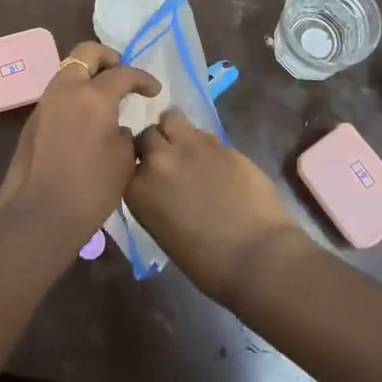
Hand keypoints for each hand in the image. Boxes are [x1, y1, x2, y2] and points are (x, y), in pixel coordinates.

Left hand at [0, 42, 160, 249]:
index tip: (154, 91)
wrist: (40, 214)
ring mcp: (46, 102)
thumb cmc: (91, 189)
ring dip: (88, 75)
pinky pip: (58, 93)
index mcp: (94, 95)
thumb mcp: (124, 160)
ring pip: (69, 71)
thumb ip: (125, 133)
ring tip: (106, 97)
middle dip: (109, 58)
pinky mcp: (33, 119)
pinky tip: (86, 118)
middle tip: (123, 75)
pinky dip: (75, 95)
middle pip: (87, 53)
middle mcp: (66, 89)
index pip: (123, 73)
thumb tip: (118, 126)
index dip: (143, 79)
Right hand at [128, 110, 313, 308]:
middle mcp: (158, 161)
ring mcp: (190, 146)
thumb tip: (161, 186)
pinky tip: (216, 161)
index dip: (137, 164)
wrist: (257, 256)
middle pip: (147, 134)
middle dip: (156, 143)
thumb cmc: (208, 263)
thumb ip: (155, 198)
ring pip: (171, 118)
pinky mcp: (220, 142)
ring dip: (175, 130)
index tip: (147, 172)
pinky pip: (202, 132)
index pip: (125, 160)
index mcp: (138, 189)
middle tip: (170, 159)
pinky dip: (204, 142)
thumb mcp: (164, 231)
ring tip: (189, 149)